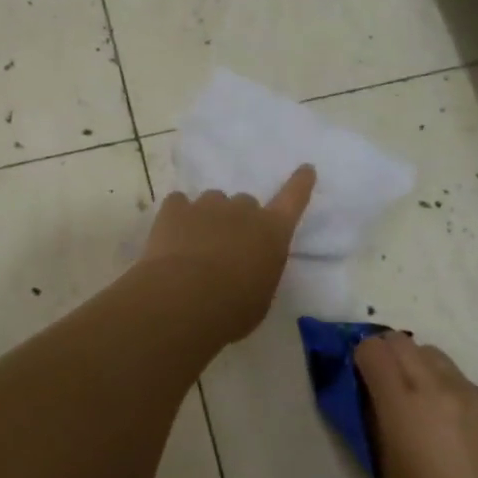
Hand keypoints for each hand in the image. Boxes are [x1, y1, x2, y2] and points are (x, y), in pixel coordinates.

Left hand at [138, 165, 315, 341]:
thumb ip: (259, 272)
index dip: (300, 184)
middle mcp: (243, 210)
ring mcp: (207, 205)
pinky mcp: (175, 208)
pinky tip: (171, 236)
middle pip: (246, 203)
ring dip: (209, 217)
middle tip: (227, 247)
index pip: (293, 199)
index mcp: (272, 232)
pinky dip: (178, 216)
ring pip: (212, 201)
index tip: (305, 169)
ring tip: (196, 245)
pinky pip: (179, 203)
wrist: (184, 299)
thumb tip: (248, 267)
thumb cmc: (233, 309)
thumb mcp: (260, 297)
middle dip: (239, 220)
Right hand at [356, 331, 477, 477]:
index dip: (361, 358)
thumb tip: (370, 395)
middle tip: (384, 384)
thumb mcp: (383, 468)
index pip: (372, 349)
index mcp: (402, 402)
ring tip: (421, 402)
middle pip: (401, 341)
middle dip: (386, 354)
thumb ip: (373, 420)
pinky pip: (462, 381)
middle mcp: (436, 385)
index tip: (360, 378)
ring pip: (433, 355)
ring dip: (418, 367)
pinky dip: (448, 390)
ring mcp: (470, 392)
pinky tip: (453, 426)